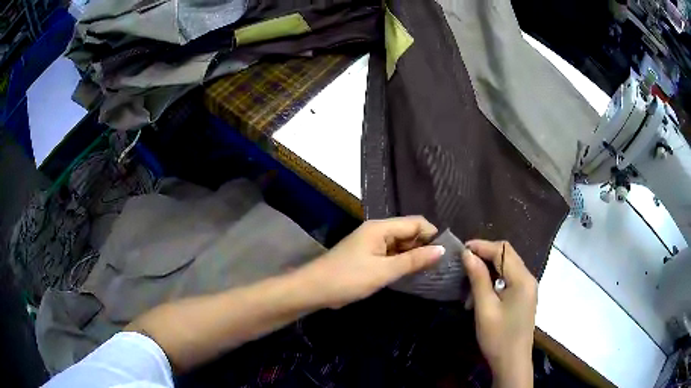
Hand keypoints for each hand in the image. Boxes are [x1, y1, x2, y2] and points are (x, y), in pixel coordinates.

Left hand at [300, 216, 444, 308]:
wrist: (314, 289)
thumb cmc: (349, 278)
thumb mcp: (384, 271)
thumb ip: (413, 260)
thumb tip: (442, 250)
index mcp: (381, 228)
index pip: (416, 222)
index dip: (432, 235)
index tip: (446, 253)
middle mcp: (377, 231)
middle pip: (409, 232)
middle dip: (424, 246)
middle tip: (440, 266)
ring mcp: (371, 243)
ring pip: (400, 244)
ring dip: (413, 255)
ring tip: (430, 271)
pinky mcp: (368, 256)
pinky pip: (391, 254)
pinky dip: (401, 262)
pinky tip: (411, 274)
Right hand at [461, 240, 536, 387]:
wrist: (512, 363)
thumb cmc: (498, 337)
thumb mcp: (485, 308)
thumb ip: (478, 279)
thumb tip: (467, 254)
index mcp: (522, 279)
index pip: (502, 250)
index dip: (482, 246)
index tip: (461, 250)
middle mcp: (528, 278)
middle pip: (507, 255)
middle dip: (485, 255)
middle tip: (463, 263)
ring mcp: (528, 288)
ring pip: (508, 266)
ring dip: (489, 268)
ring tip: (469, 281)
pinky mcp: (524, 297)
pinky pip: (509, 278)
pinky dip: (495, 279)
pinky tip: (482, 292)